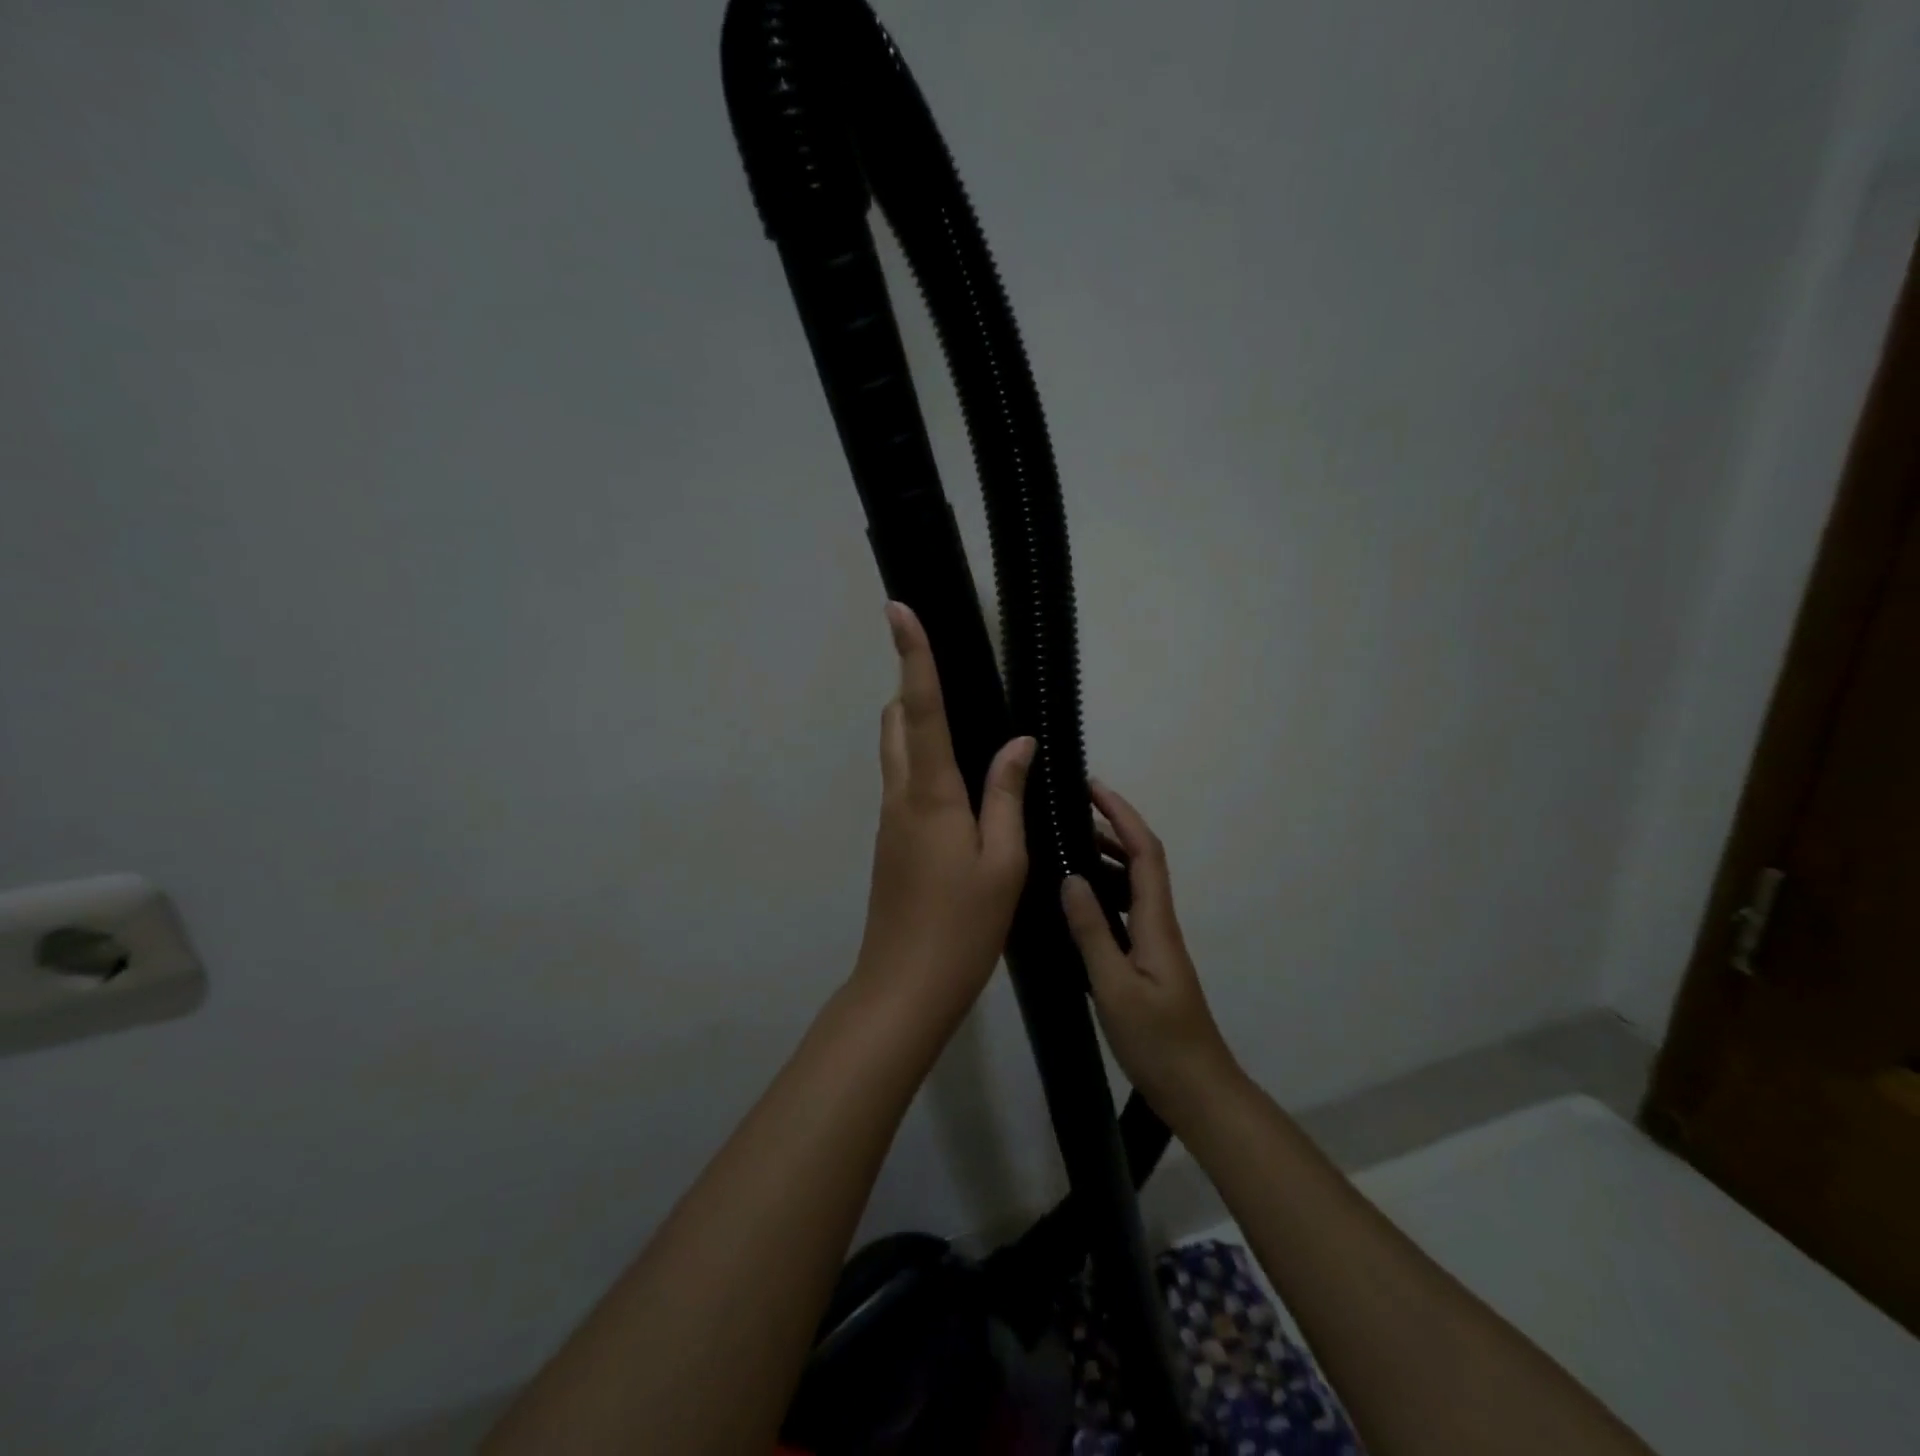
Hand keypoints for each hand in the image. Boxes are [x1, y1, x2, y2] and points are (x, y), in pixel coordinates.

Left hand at [850, 602, 1034, 1033]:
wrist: (904, 986)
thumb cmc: (962, 926)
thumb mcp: (1004, 861)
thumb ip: (1007, 795)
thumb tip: (1017, 743)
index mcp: (931, 793)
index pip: (922, 708)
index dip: (913, 655)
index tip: (899, 608)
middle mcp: (900, 795)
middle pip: (897, 722)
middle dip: (914, 686)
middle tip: (950, 673)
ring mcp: (890, 820)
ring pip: (896, 751)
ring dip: (918, 724)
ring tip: (963, 723)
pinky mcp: (890, 841)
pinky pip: (904, 782)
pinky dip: (924, 762)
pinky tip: (961, 784)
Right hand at [1060, 782, 1238, 1119]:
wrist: (1197, 1091)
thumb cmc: (1158, 1041)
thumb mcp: (1115, 987)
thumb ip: (1092, 932)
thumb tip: (1071, 877)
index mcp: (1156, 922)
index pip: (1144, 852)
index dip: (1122, 814)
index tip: (1092, 787)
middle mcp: (1159, 923)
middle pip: (1141, 860)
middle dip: (1111, 827)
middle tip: (1068, 812)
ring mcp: (1155, 943)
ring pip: (1133, 885)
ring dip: (1106, 857)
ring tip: (1065, 846)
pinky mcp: (1147, 961)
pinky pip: (1125, 910)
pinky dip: (1103, 891)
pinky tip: (1077, 902)